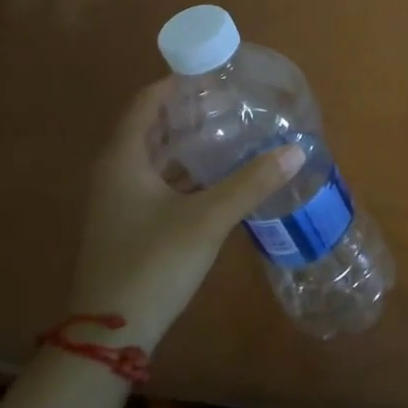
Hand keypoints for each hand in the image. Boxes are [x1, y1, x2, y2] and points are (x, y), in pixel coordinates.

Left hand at [69, 79, 303, 349]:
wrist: (110, 335)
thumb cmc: (152, 264)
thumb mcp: (207, 219)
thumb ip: (252, 182)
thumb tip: (297, 149)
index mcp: (123, 160)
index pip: (147, 102)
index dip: (178, 82)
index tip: (216, 72)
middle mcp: (116, 173)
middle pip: (153, 127)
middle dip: (191, 110)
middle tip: (235, 100)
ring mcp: (121, 202)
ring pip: (158, 157)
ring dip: (191, 142)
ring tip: (235, 129)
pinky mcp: (132, 225)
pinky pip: (162, 182)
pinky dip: (189, 171)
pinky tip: (222, 175)